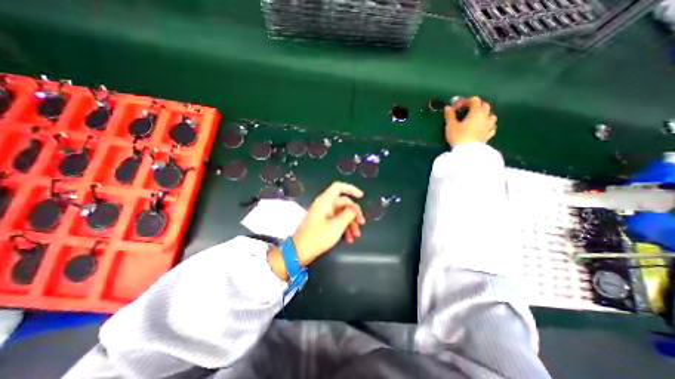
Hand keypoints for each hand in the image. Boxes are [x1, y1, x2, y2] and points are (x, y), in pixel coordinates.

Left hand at [267, 183, 366, 278]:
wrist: (299, 251)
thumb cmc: (317, 237)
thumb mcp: (336, 226)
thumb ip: (348, 214)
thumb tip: (354, 209)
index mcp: (325, 201)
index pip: (338, 187)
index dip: (351, 189)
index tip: (361, 196)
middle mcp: (324, 205)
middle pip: (343, 202)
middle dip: (354, 213)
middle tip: (361, 223)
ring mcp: (323, 214)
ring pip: (341, 213)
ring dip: (350, 223)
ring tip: (356, 235)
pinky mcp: (322, 222)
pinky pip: (336, 220)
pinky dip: (343, 227)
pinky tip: (348, 238)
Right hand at [447, 97, 496, 145]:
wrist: (467, 151)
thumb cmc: (458, 136)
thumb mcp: (450, 125)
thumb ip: (450, 115)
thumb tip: (448, 107)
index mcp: (476, 112)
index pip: (474, 100)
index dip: (465, 101)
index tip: (456, 107)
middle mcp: (485, 116)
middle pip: (485, 105)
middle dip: (476, 105)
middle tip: (466, 111)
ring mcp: (489, 126)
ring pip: (491, 115)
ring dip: (485, 114)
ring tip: (477, 119)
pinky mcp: (489, 135)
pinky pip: (492, 127)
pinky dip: (488, 125)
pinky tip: (483, 128)